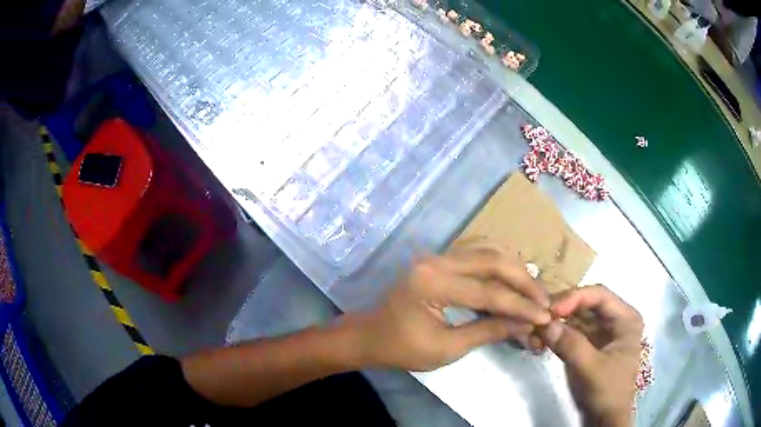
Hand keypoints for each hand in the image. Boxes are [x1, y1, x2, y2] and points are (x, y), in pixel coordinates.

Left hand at [350, 240, 550, 370]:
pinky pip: (476, 256)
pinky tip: (513, 280)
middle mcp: (436, 260)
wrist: (369, 336)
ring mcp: (436, 256)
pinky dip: (499, 267)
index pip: (488, 292)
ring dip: (514, 270)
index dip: (520, 306)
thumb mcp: (446, 348)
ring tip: (533, 291)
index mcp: (432, 283)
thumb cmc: (402, 348)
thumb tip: (525, 324)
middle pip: (492, 261)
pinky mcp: (439, 261)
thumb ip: (488, 331)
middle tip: (544, 300)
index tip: (545, 316)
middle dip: (523, 281)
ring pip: (487, 252)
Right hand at [538, 285, 642, 426]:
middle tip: (539, 316)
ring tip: (538, 326)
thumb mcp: (591, 368)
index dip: (575, 297)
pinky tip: (543, 337)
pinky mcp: (591, 345)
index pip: (599, 295)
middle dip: (564, 309)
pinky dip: (558, 333)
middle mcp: (616, 320)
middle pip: (588, 304)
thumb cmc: (607, 391)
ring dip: (558, 321)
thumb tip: (545, 324)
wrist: (605, 418)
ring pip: (578, 317)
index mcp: (626, 318)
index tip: (551, 310)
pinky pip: (573, 332)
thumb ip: (571, 344)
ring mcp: (603, 333)